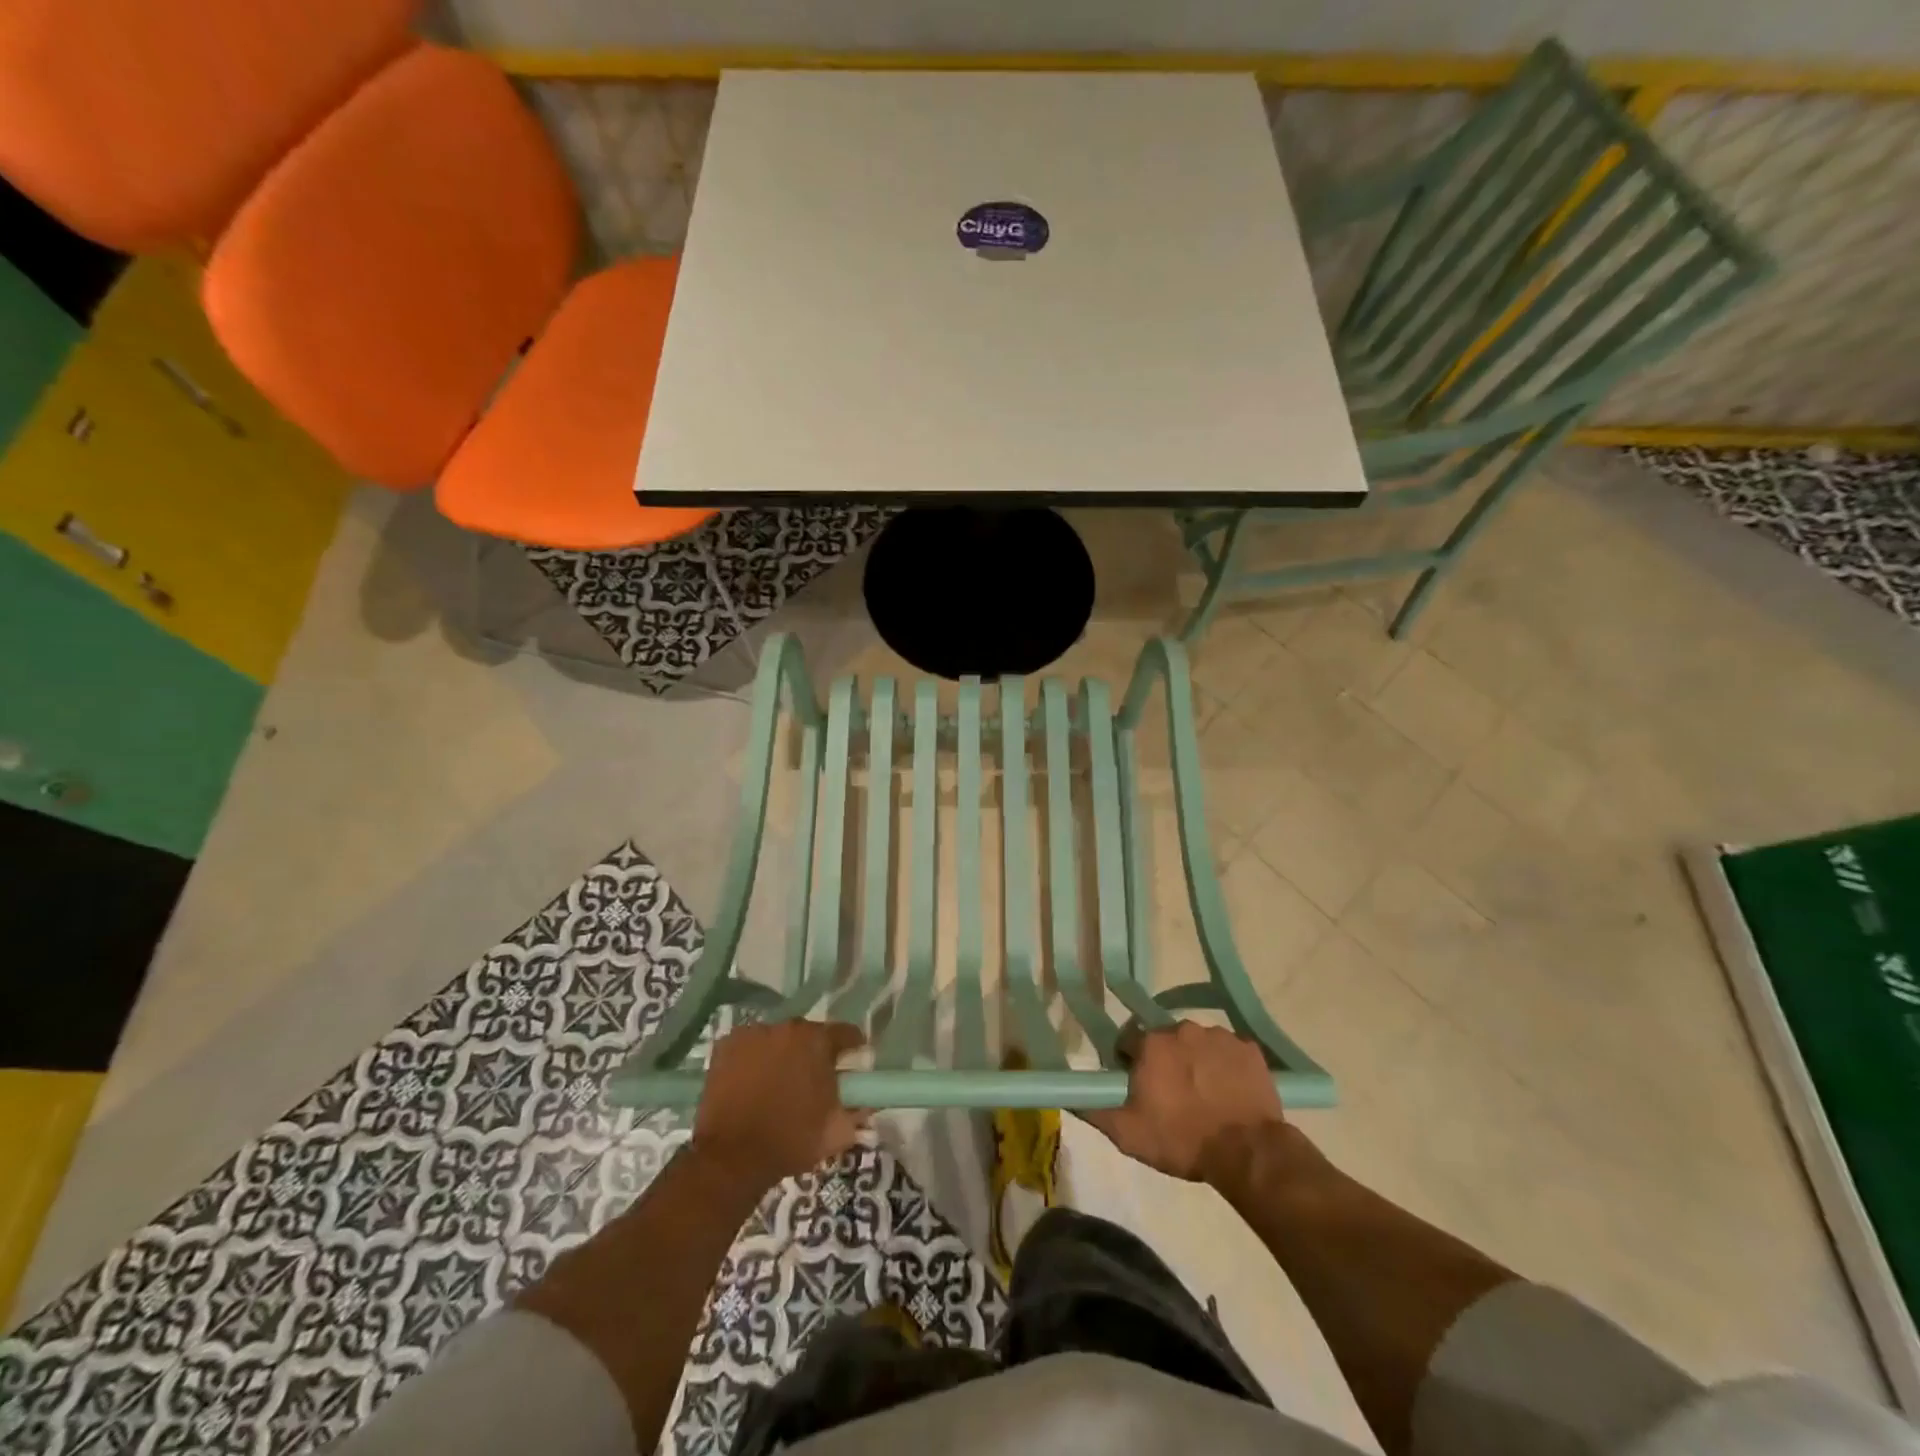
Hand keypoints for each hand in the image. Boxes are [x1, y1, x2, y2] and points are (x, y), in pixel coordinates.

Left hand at [692, 1020, 866, 1188]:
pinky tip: (750, 1081)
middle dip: (813, 1052)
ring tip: (776, 1083)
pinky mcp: (726, 1045)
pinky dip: (753, 1058)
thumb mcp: (836, 1133)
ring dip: (782, 1053)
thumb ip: (857, 1112)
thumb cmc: (791, 1141)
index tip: (852, 1063)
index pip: (846, 1033)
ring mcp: (754, 1033)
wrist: (732, 1158)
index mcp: (818, 1041)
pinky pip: (749, 1045)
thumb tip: (866, 1103)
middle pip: (808, 1034)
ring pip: (777, 1038)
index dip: (852, 1048)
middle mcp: (787, 1027)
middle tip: (811, 1079)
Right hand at [1085, 1022, 1289, 1183]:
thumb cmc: (1183, 1140)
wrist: (1248, 1152)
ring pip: (1197, 1043)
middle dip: (1164, 1061)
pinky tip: (1229, 1092)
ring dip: (1195, 1061)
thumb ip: (1095, 1110)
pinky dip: (1225, 1066)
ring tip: (1204, 1096)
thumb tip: (1070, 1096)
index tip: (1138, 1087)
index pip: (1129, 1041)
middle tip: (1172, 1095)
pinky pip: (1228, 1051)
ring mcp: (1219, 1035)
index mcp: (1151, 1043)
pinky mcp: (1249, 1049)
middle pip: (1165, 1040)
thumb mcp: (1128, 1134)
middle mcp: (1182, 1028)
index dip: (1130, 1063)